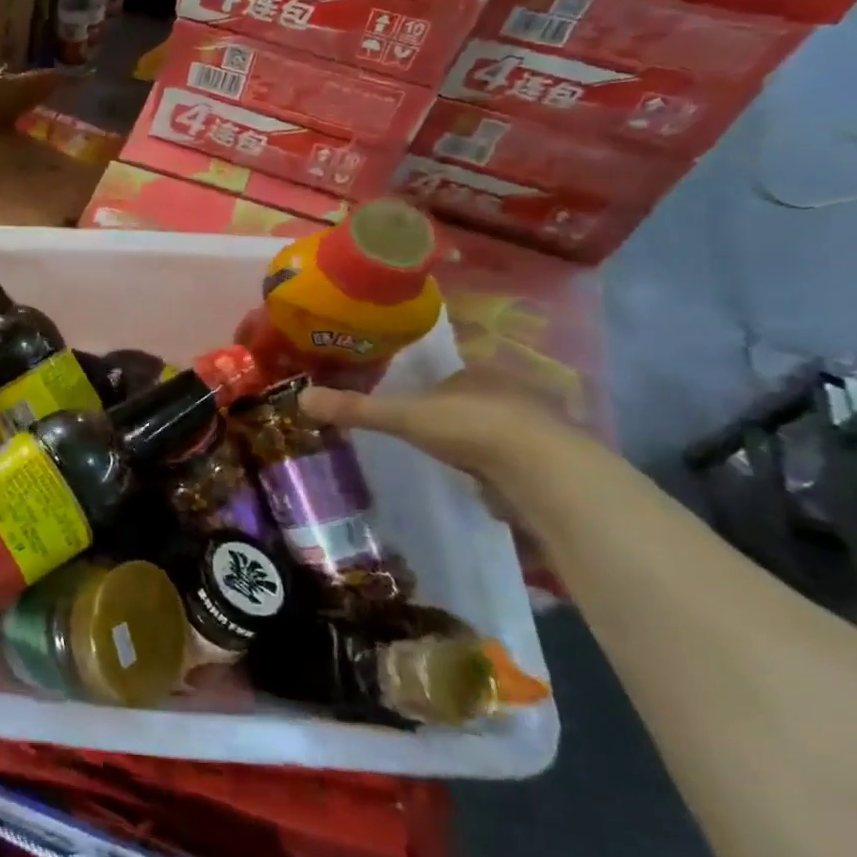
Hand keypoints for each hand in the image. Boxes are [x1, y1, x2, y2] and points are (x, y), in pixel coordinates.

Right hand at [299, 369, 592, 485]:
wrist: (545, 472)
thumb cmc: (472, 428)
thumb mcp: (403, 417)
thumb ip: (356, 408)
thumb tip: (301, 397)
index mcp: (477, 372)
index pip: (448, 377)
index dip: (427, 391)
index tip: (409, 407)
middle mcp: (512, 392)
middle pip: (475, 401)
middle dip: (455, 416)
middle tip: (428, 435)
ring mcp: (539, 427)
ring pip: (499, 430)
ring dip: (481, 442)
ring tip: (455, 461)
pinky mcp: (555, 463)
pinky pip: (519, 460)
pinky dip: (502, 469)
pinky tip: (488, 484)